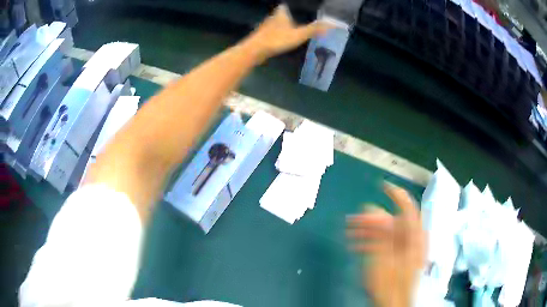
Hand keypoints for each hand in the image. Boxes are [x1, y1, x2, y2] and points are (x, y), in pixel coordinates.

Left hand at [243, 5, 331, 61]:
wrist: (254, 50)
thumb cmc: (277, 39)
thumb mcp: (299, 35)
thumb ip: (314, 29)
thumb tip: (332, 25)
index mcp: (282, 12)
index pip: (290, 4)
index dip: (298, 5)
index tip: (306, 7)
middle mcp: (274, 16)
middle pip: (285, 11)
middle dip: (293, 14)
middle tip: (305, 17)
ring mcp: (267, 25)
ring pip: (279, 20)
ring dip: (286, 22)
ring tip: (297, 25)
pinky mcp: (263, 34)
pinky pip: (275, 30)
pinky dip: (281, 31)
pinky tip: (284, 35)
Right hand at [347, 183, 426, 306]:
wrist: (393, 304)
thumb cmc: (390, 285)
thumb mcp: (383, 259)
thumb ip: (380, 233)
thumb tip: (373, 209)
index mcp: (413, 237)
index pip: (408, 208)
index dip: (397, 194)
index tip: (382, 186)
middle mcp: (411, 239)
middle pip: (392, 221)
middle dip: (371, 219)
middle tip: (351, 220)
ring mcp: (405, 249)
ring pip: (386, 233)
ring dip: (367, 231)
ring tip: (348, 233)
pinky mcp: (398, 257)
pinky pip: (385, 244)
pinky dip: (371, 242)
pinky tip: (356, 245)